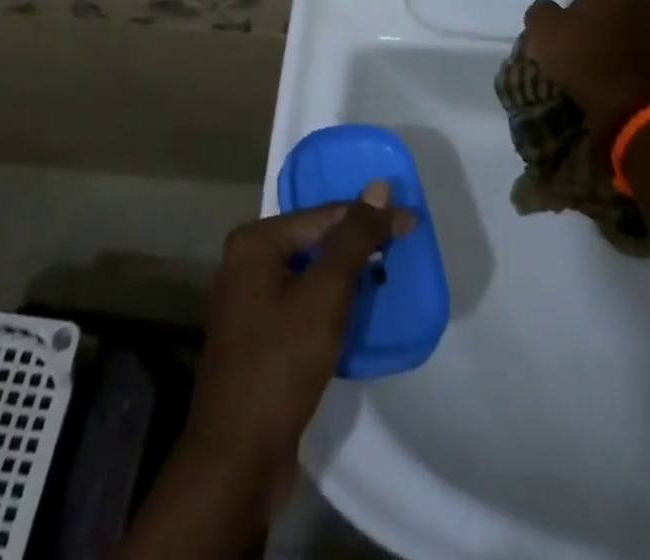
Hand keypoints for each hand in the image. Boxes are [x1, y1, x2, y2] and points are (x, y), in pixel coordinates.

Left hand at [182, 183, 414, 508]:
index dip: (370, 219)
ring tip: (388, 280)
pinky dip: (330, 305)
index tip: (412, 224)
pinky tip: (359, 315)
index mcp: (254, 242)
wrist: (237, 461)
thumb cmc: (281, 364)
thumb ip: (354, 238)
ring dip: (347, 278)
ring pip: (310, 275)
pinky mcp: (258, 338)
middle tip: (402, 251)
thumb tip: (380, 187)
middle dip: (358, 247)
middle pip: (315, 242)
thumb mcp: (325, 294)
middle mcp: (246, 263)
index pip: (323, 215)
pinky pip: (302, 304)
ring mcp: (248, 303)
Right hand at [524, 0, 649, 128]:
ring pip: (625, 32)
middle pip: (614, 8)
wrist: (629, 107)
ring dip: (611, 43)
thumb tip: (547, 9)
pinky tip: (604, 77)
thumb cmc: (584, 56)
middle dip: (599, 20)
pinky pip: (634, 57)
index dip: (581, 1)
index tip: (568, 20)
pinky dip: (621, 64)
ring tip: (589, 62)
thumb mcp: (543, 28)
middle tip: (577, 40)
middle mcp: (645, 3)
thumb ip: (541, 10)